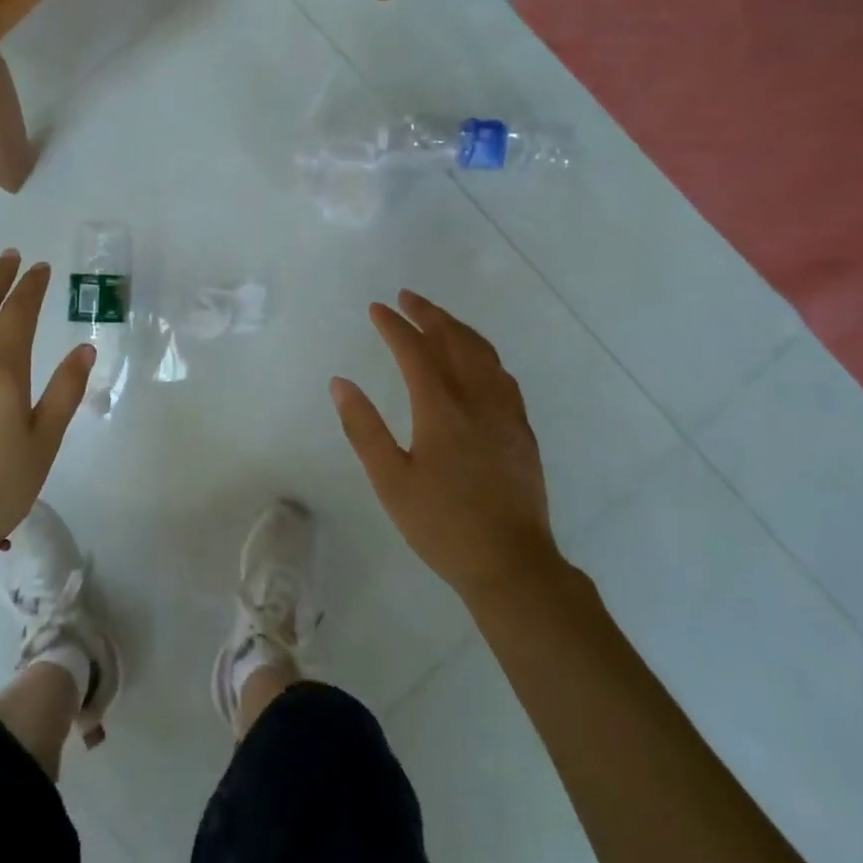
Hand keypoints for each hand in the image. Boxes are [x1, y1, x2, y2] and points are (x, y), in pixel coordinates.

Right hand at [331, 290, 556, 604]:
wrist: (511, 564)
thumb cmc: (441, 524)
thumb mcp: (390, 480)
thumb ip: (363, 428)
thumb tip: (341, 383)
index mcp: (442, 409)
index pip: (415, 351)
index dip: (394, 326)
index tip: (376, 309)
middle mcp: (478, 399)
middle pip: (455, 341)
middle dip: (429, 315)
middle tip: (407, 298)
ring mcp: (506, 413)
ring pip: (484, 354)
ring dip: (458, 329)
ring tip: (439, 319)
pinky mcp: (522, 430)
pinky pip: (502, 374)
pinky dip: (483, 353)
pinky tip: (477, 361)